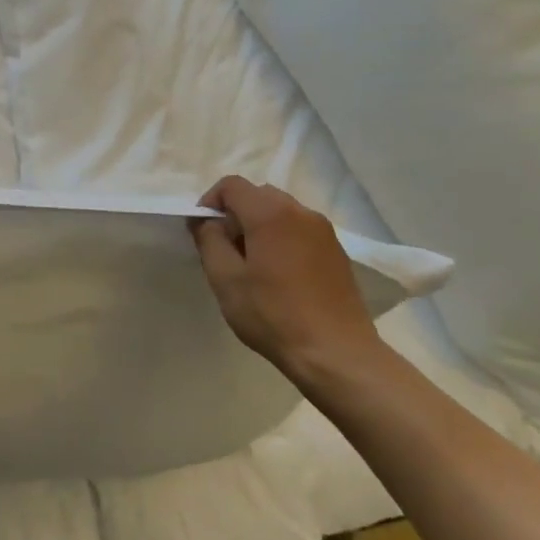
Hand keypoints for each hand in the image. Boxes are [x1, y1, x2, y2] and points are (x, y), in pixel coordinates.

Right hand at [189, 176, 379, 380]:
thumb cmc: (273, 314)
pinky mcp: (336, 251)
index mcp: (270, 214)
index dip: (210, 202)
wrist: (336, 353)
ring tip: (251, 264)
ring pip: (280, 211)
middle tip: (225, 249)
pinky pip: (299, 229)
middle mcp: (301, 212)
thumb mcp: (225, 278)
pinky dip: (281, 238)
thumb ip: (209, 239)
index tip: (203, 232)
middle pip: (257, 194)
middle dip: (235, 214)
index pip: (231, 185)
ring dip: (258, 226)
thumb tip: (206, 220)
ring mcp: (323, 231)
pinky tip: (278, 275)